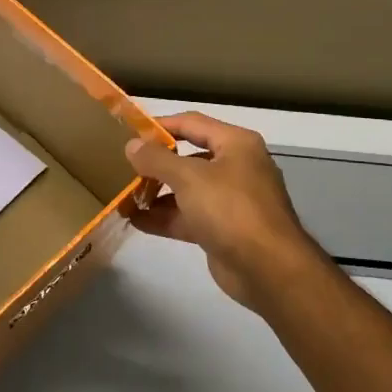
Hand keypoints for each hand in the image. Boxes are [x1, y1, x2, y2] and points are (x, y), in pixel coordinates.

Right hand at [126, 112, 333, 316]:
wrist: (268, 269)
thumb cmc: (230, 209)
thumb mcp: (188, 178)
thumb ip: (156, 159)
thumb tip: (132, 145)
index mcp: (236, 144)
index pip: (192, 123)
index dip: (161, 125)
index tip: (130, 132)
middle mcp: (236, 167)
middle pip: (188, 157)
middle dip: (156, 164)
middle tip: (124, 166)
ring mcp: (231, 200)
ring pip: (187, 189)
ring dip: (157, 193)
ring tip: (124, 195)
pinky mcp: (224, 229)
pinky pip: (189, 216)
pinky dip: (165, 217)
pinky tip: (136, 220)